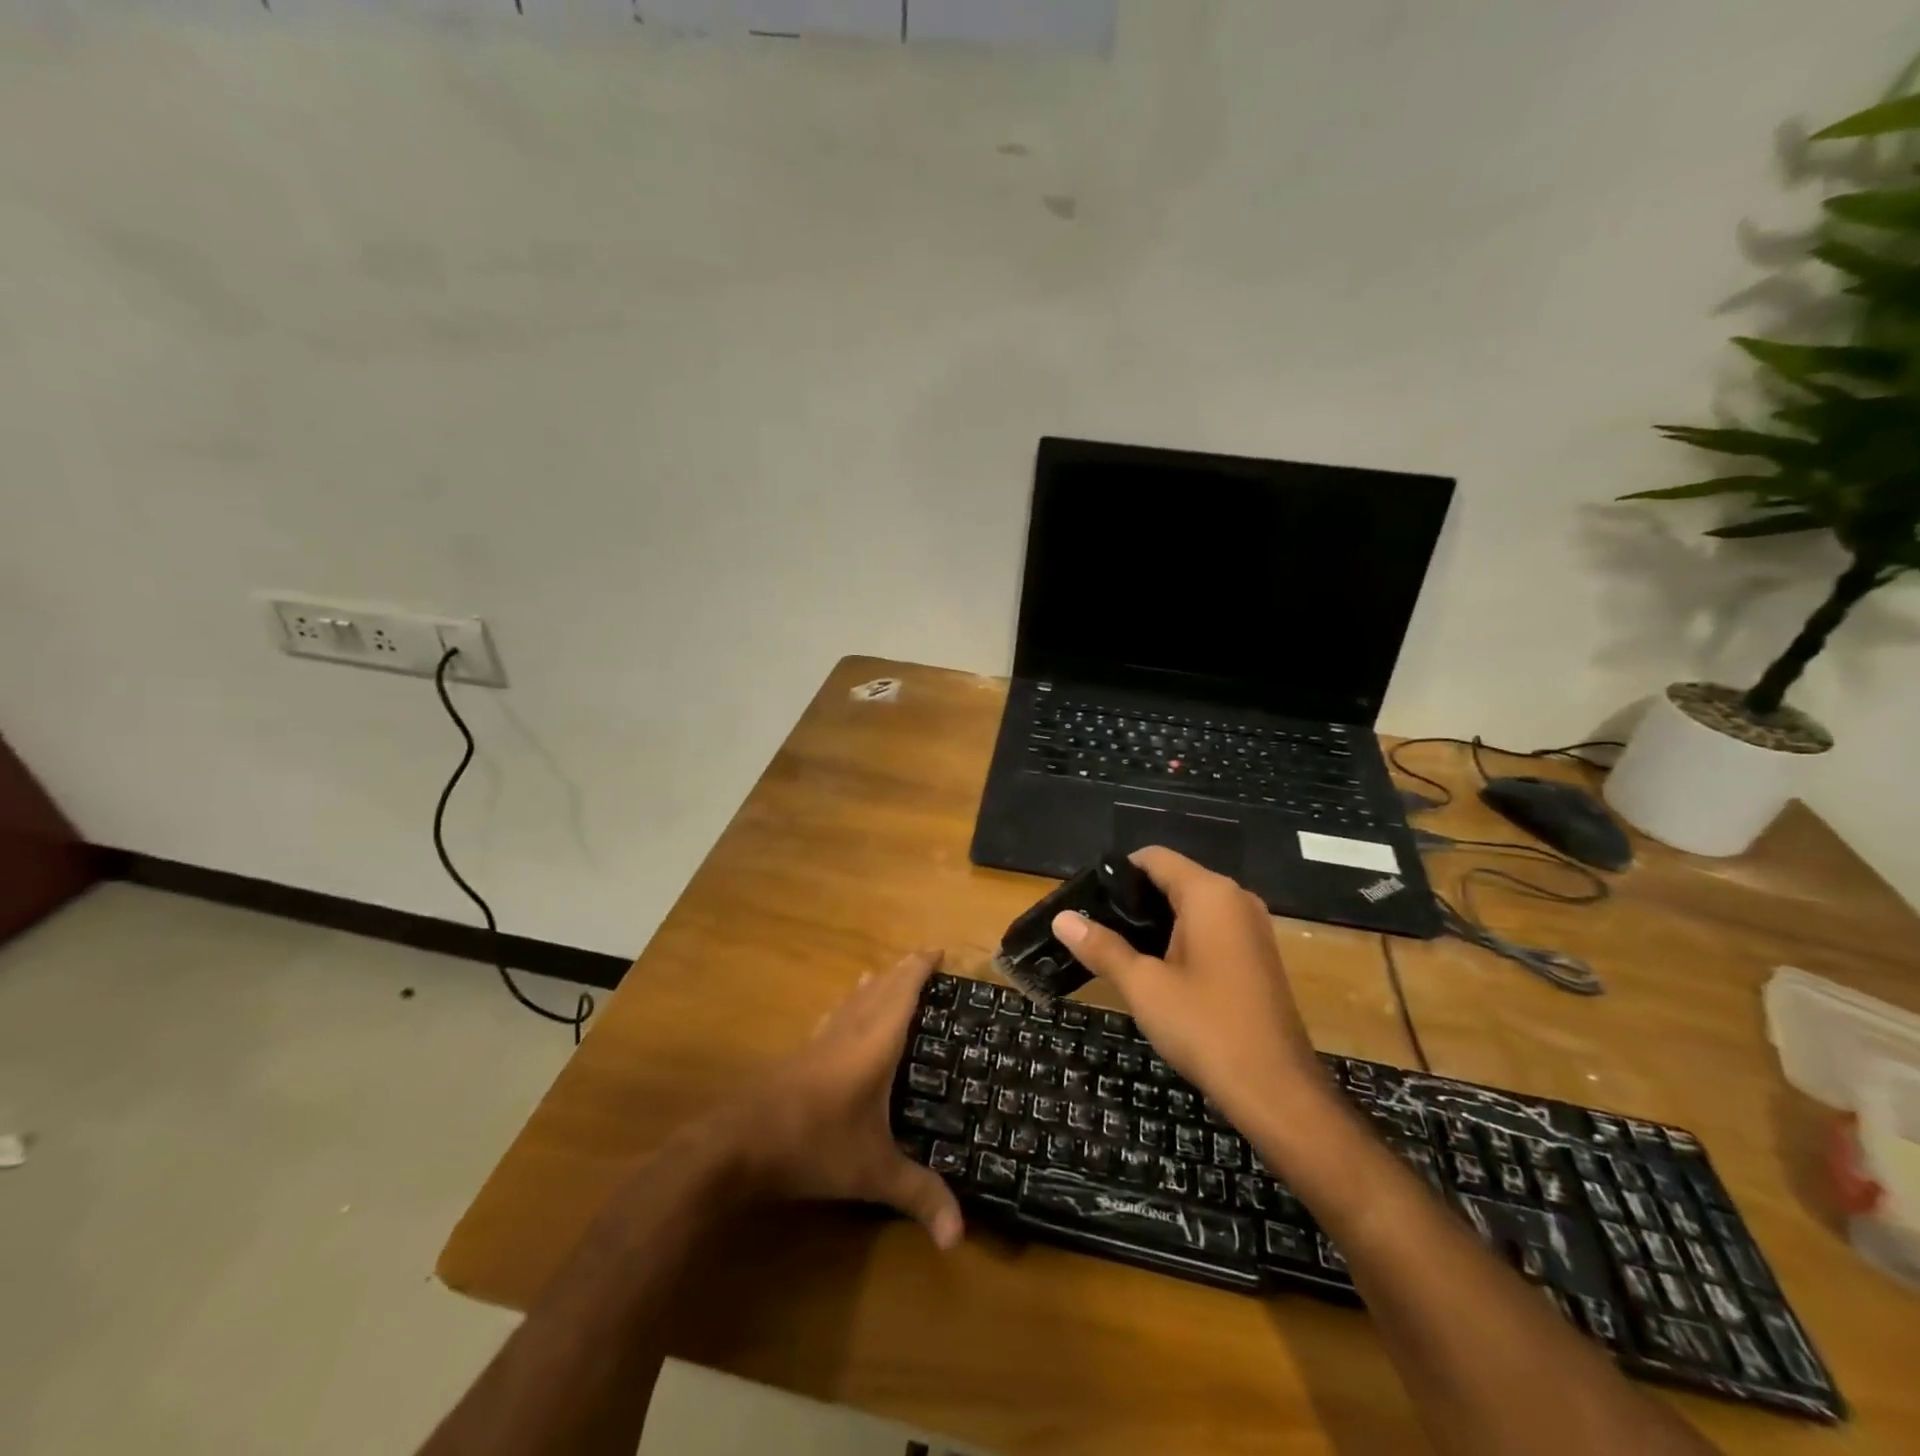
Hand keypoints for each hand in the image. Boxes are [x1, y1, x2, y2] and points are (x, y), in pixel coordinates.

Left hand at [706, 950, 963, 1249]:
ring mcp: (820, 1040)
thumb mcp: (872, 1173)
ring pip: (853, 999)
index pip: (903, 991)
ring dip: (875, 984)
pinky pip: (835, 1016)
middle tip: (925, 961)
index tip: (939, 949)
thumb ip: (918, 1196)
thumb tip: (959, 1239)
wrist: (738, 1144)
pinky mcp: (800, 1055)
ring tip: (887, 976)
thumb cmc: (813, 1145)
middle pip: (880, 987)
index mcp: (874, 1042)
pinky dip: (850, 1006)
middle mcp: (849, 1030)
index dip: (921, 967)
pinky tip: (843, 1017)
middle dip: (903, 971)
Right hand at [1051, 847, 1327, 1125]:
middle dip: (1134, 900)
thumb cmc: (1206, 1028)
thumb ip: (1102, 947)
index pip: (1154, 858)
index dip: (1116, 874)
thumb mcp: (1144, 986)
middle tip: (1095, 929)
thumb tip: (1061, 918)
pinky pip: (1211, 929)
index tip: (1087, 901)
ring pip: (1192, 906)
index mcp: (1210, 894)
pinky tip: (1157, 970)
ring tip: (1117, 950)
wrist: (1276, 1091)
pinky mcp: (1257, 955)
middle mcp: (1236, 899)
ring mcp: (1252, 928)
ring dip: (1156, 922)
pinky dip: (1181, 938)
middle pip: (1173, 879)